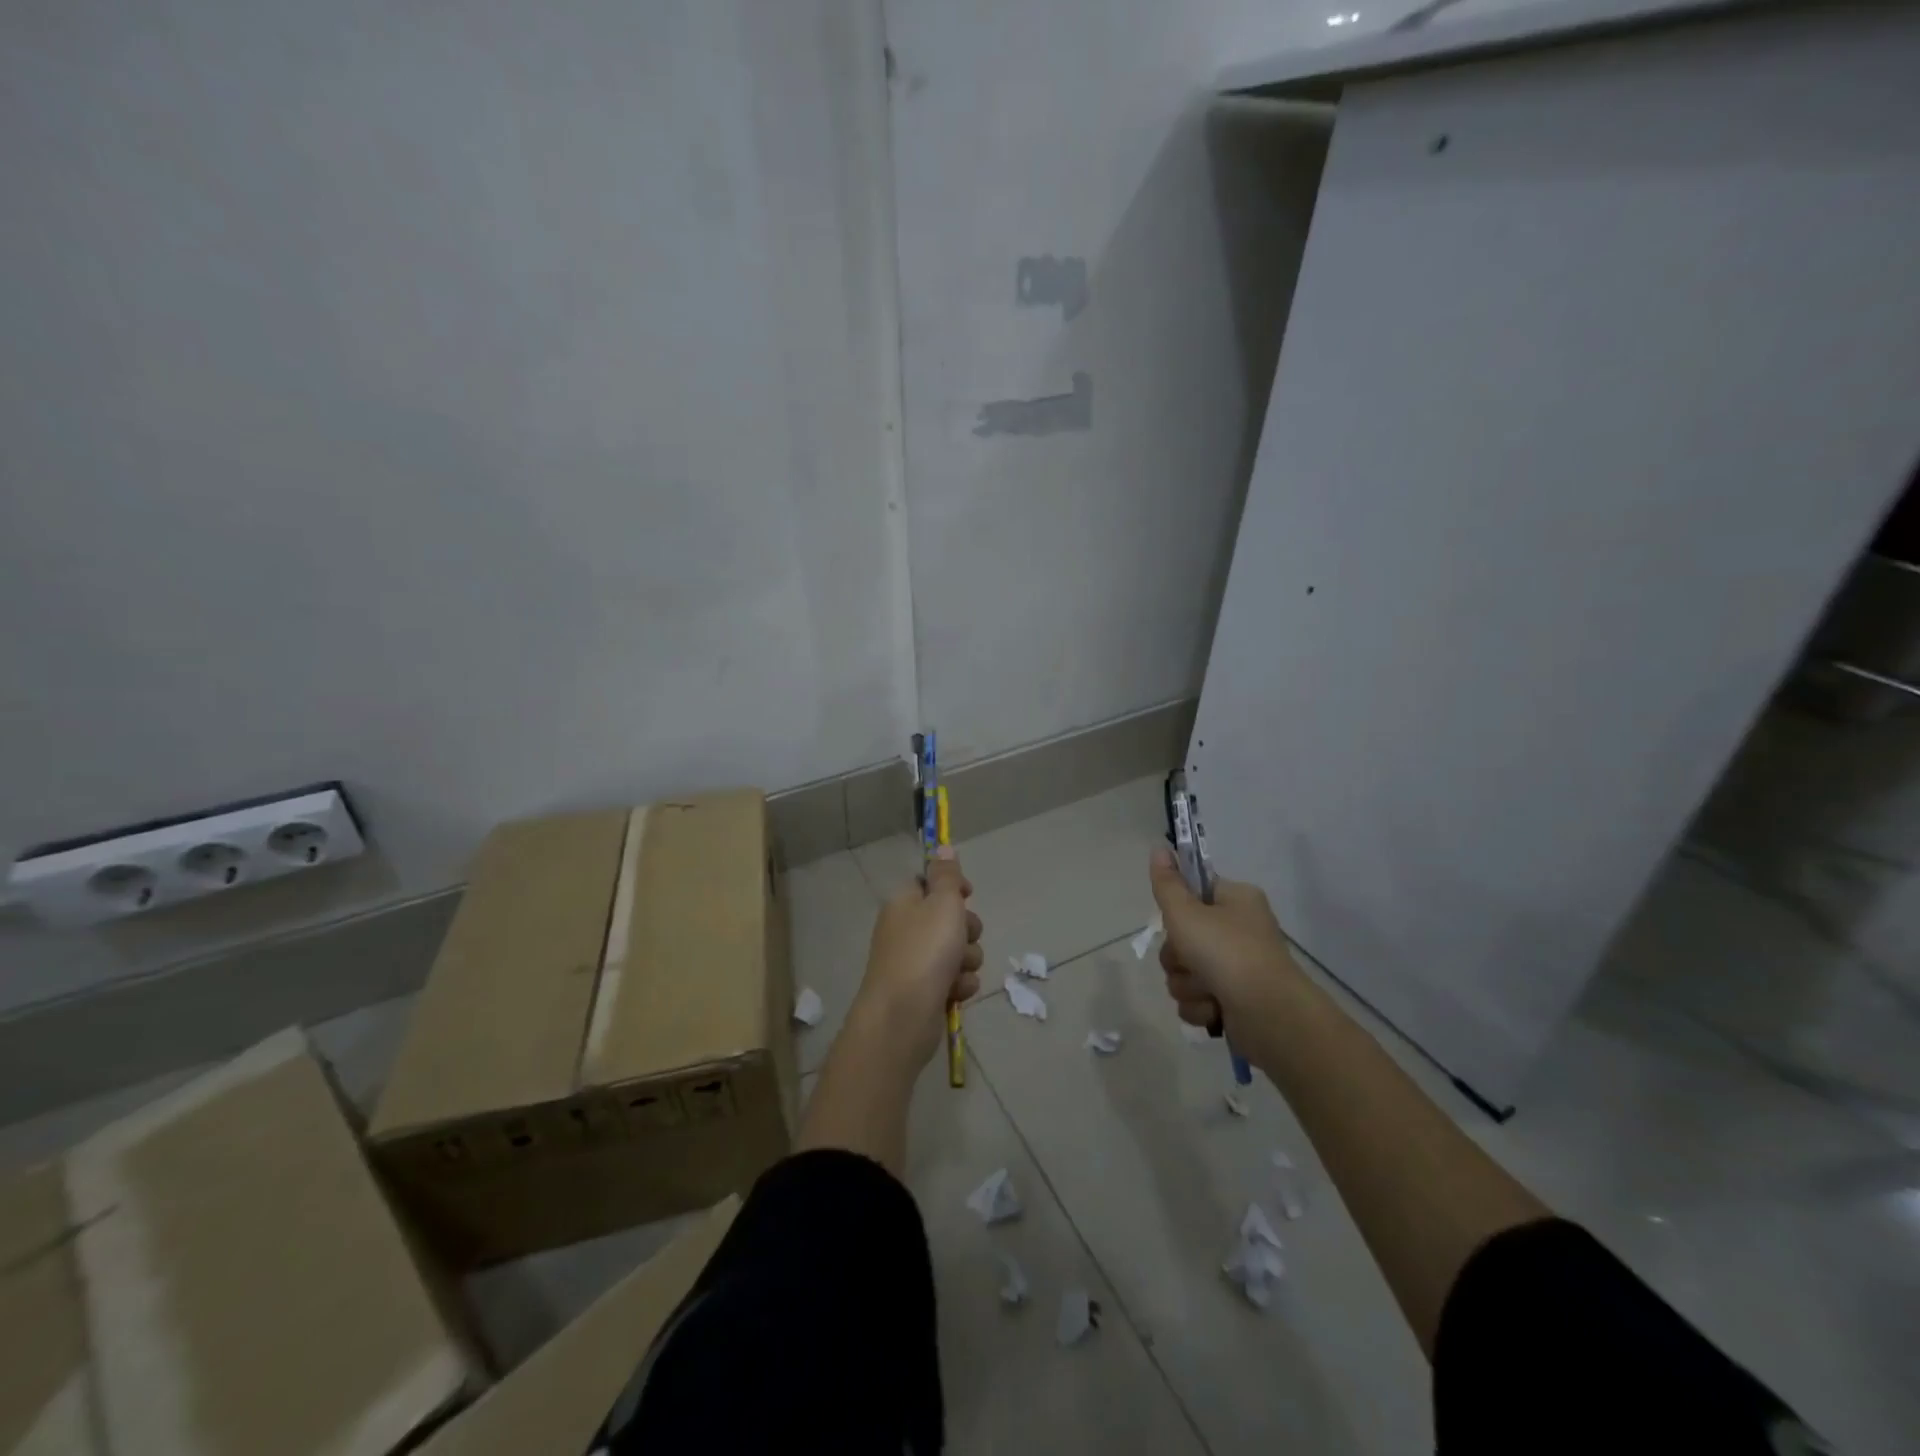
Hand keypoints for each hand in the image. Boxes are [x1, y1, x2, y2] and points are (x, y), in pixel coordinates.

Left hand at [849, 849, 983, 1071]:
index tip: (966, 894)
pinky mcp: (925, 991)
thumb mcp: (942, 903)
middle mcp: (906, 929)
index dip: (952, 887)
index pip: (929, 882)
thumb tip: (942, 846)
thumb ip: (947, 875)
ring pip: (958, 950)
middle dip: (966, 929)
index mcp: (904, 902)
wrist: (902, 1017)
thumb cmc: (924, 952)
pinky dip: (959, 985)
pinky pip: (955, 979)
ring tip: (956, 971)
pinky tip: (954, 992)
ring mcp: (914, 962)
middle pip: (949, 918)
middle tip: (961, 938)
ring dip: (966, 960)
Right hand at [1149, 846, 1300, 1038]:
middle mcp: (1239, 929)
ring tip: (1207, 990)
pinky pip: (1197, 998)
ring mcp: (1238, 967)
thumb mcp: (1186, 913)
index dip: (1179, 909)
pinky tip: (1214, 1010)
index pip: (1194, 892)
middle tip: (1191, 959)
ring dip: (1187, 984)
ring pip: (1185, 971)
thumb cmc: (1226, 953)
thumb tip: (1158, 848)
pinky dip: (1200, 1006)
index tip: (1177, 921)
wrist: (1269, 1015)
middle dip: (1178, 957)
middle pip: (1183, 937)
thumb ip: (1167, 884)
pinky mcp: (1234, 1000)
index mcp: (1236, 900)